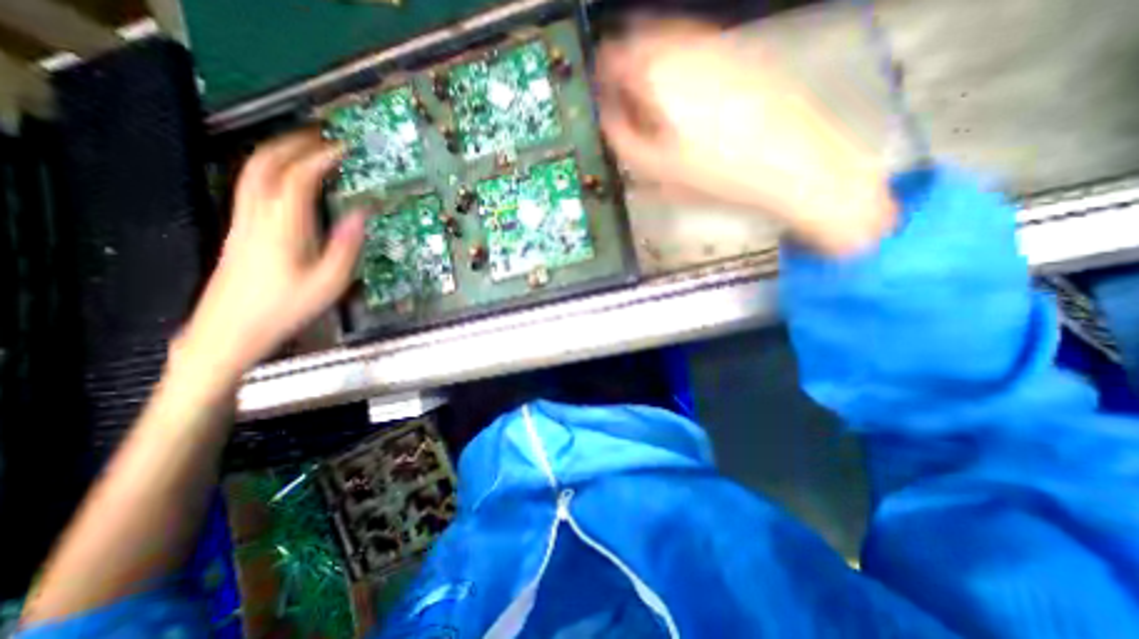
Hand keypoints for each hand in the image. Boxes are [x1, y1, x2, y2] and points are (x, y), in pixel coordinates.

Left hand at [171, 128, 363, 379]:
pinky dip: (270, 172)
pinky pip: (251, 188)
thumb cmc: (284, 309)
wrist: (228, 331)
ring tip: (307, 150)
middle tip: (321, 137)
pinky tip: (289, 182)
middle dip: (292, 144)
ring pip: (252, 173)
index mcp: (282, 228)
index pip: (298, 179)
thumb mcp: (329, 282)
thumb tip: (361, 215)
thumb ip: (346, 246)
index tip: (343, 148)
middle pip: (264, 165)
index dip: (320, 158)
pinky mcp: (239, 231)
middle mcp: (256, 216)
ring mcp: (242, 222)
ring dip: (278, 154)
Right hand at [598, 19, 899, 255]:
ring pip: (671, 39)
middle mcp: (686, 46)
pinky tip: (690, 91)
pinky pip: (699, 46)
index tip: (603, 94)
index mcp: (658, 74)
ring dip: (655, 61)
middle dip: (628, 65)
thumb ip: (623, 139)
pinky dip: (683, 62)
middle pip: (641, 38)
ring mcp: (718, 44)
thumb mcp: (657, 168)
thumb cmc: (715, 172)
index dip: (603, 75)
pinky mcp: (743, 52)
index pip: (613, 57)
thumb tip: (609, 117)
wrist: (791, 161)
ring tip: (656, 95)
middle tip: (628, 95)